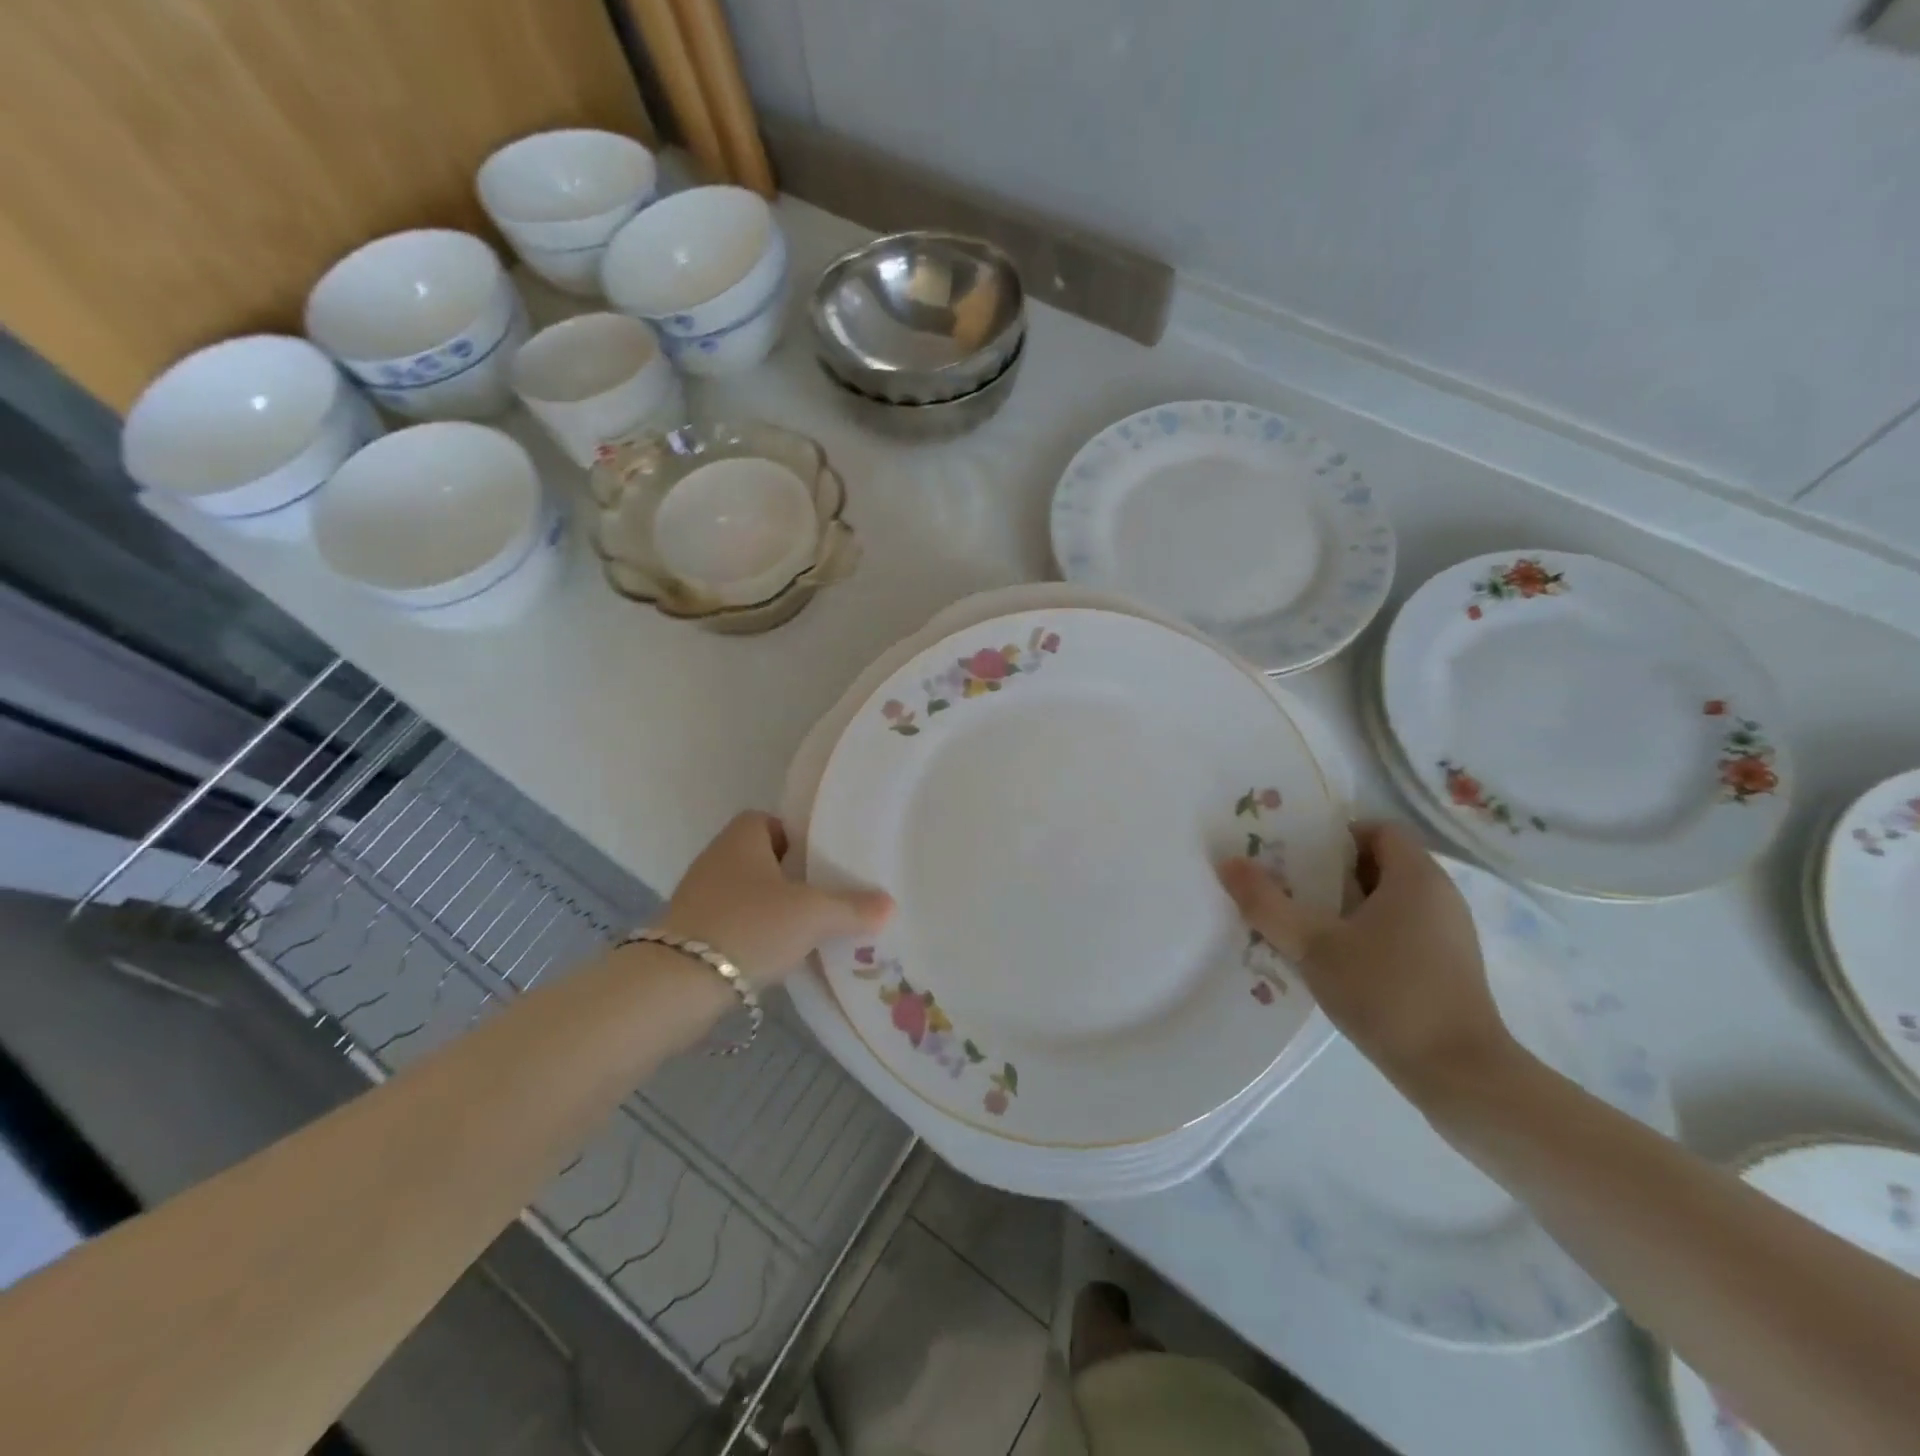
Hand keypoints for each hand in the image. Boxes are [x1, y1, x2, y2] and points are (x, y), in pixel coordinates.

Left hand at [656, 812, 892, 985]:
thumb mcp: (813, 915)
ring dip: (772, 909)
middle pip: (760, 859)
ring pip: (747, 894)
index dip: (796, 837)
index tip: (821, 862)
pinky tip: (776, 957)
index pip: (769, 821)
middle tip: (824, 898)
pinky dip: (754, 935)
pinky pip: (732, 924)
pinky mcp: (690, 935)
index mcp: (741, 839)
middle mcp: (716, 860)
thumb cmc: (750, 926)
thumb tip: (888, 904)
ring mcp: (698, 898)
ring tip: (808, 931)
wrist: (676, 984)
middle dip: (790, 878)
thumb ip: (852, 908)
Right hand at [1217, 822, 1517, 1100]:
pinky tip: (1334, 961)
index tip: (1294, 854)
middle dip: (1329, 871)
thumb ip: (1267, 903)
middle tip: (1284, 886)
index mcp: (1416, 877)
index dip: (1334, 835)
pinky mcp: (1447, 967)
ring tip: (1300, 924)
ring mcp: (1448, 934)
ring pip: (1387, 901)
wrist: (1460, 1075)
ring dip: (1344, 906)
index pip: (1377, 829)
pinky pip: (1399, 930)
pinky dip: (1366, 933)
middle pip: (1377, 864)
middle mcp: (1439, 896)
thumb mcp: (1313, 946)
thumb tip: (1227, 863)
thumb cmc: (1387, 994)